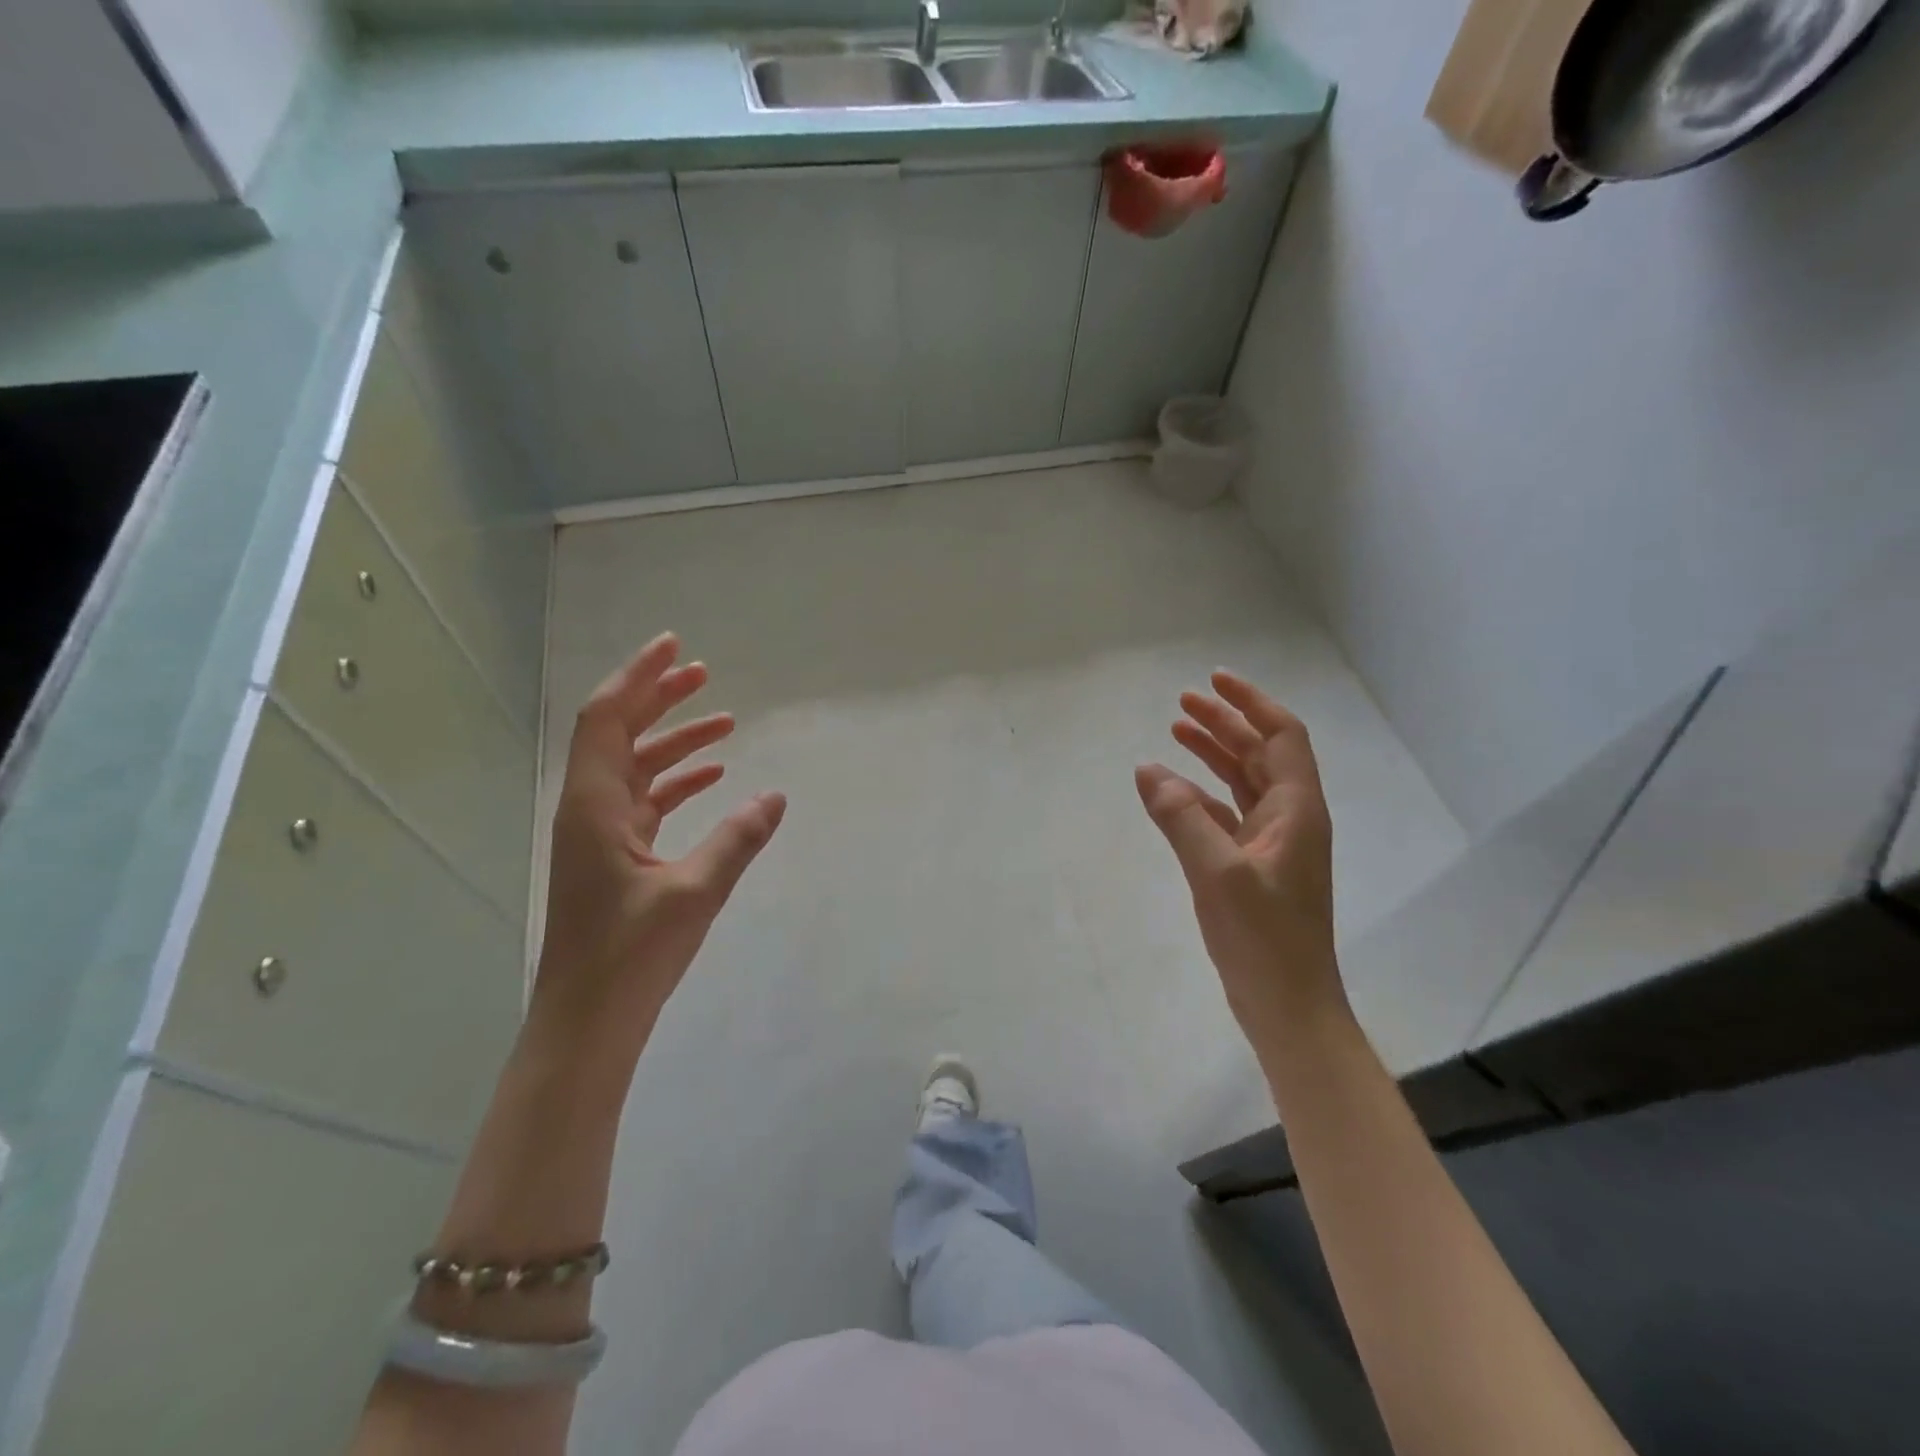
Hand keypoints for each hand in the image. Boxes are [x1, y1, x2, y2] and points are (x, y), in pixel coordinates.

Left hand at [534, 632, 785, 1070]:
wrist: (588, 1021)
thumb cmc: (631, 956)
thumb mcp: (694, 893)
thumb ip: (737, 839)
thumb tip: (775, 796)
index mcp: (595, 806)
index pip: (607, 719)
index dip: (637, 677)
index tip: (674, 646)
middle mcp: (591, 810)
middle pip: (620, 734)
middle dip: (659, 698)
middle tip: (703, 673)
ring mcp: (601, 835)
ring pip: (636, 768)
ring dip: (674, 740)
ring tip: (724, 722)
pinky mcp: (616, 858)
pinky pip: (646, 801)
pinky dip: (677, 782)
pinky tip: (713, 778)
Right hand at [1135, 670, 1348, 1063]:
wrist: (1288, 1005)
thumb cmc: (1262, 937)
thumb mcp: (1217, 872)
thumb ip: (1181, 816)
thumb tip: (1147, 769)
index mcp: (1296, 810)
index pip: (1281, 736)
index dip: (1250, 702)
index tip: (1214, 680)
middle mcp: (1291, 818)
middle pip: (1260, 753)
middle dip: (1225, 722)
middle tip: (1182, 702)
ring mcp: (1274, 843)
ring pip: (1244, 781)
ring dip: (1215, 753)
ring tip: (1176, 730)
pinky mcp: (1256, 866)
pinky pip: (1229, 813)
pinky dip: (1203, 794)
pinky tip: (1174, 791)